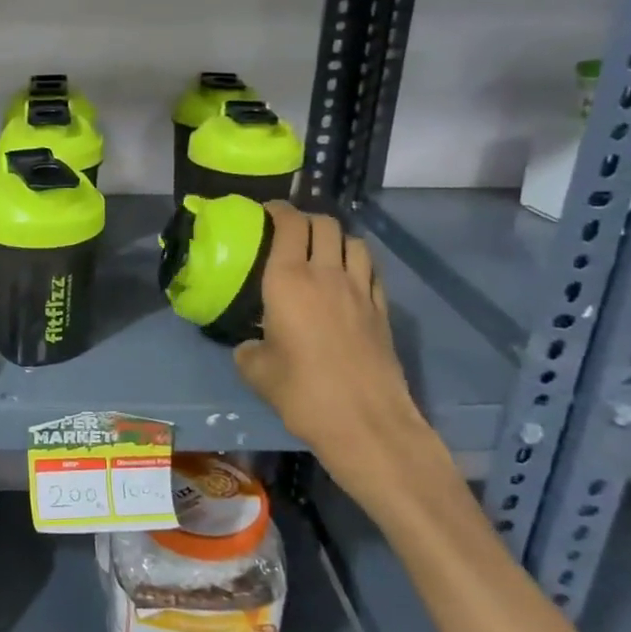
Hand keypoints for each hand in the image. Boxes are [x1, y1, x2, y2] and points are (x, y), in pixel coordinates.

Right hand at [233, 203, 433, 495]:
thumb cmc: (302, 392)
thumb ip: (248, 347)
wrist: (366, 422)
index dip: (277, 210)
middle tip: (289, 230)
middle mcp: (326, 274)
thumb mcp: (256, 371)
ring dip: (335, 237)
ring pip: (352, 242)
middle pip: (324, 224)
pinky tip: (347, 278)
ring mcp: (360, 290)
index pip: (289, 224)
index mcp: (288, 280)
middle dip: (306, 219)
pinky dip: (357, 263)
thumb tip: (251, 343)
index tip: (265, 211)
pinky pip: (370, 270)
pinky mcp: (382, 310)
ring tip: (321, 250)